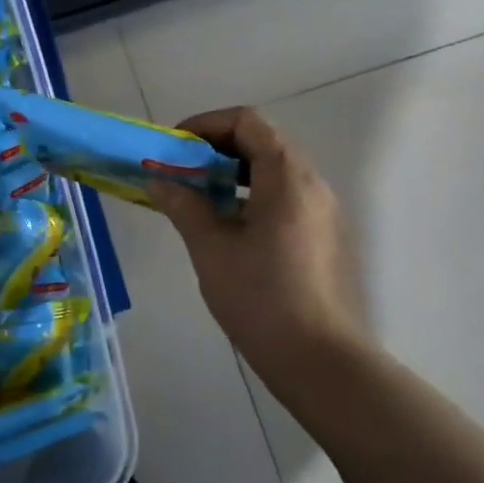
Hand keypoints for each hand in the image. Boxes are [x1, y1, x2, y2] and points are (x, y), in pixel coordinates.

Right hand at [148, 107, 369, 377]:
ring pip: (274, 170)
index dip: (206, 124)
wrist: (320, 361)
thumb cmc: (261, 296)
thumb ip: (183, 204)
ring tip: (199, 198)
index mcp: (287, 176)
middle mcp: (312, 183)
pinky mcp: (324, 237)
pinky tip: (229, 227)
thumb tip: (158, 179)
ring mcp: (323, 211)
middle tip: (181, 171)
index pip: (247, 121)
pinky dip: (252, 194)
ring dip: (233, 172)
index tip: (175, 147)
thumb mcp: (211, 247)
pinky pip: (285, 196)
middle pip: (262, 141)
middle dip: (216, 147)